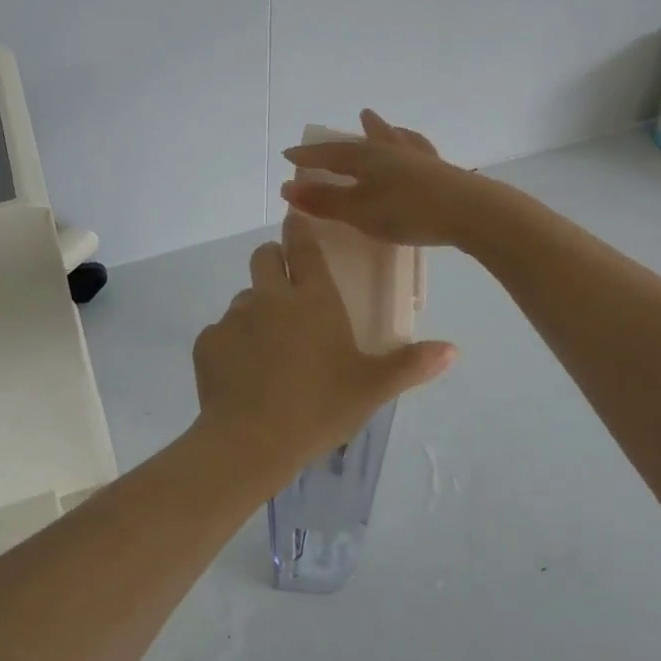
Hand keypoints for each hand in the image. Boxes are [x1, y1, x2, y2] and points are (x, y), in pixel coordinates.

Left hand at [192, 210, 454, 483]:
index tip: (296, 218)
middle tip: (287, 289)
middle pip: (264, 257)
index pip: (303, 246)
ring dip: (256, 309)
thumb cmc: (319, 408)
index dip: (299, 228)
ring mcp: (235, 317)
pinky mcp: (207, 341)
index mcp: (313, 299)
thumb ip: (410, 365)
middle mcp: (271, 297)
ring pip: (244, 296)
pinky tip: (243, 373)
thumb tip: (453, 349)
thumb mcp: (371, 389)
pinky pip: (221, 331)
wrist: (251, 442)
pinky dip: (232, 343)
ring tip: (268, 346)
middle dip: (274, 261)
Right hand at [279, 109, 490, 247]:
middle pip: (368, 139)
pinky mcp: (443, 173)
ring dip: (387, 132)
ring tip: (385, 124)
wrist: (470, 212)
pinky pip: (420, 153)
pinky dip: (413, 147)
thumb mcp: (359, 210)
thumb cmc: (407, 211)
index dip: (309, 155)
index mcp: (368, 157)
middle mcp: (392, 151)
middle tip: (359, 116)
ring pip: (398, 140)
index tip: (289, 153)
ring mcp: (420, 160)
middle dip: (357, 133)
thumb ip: (325, 200)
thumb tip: (288, 187)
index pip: (330, 153)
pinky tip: (420, 151)